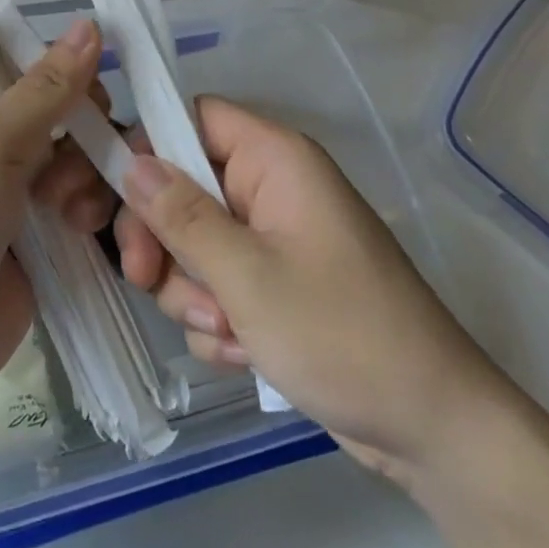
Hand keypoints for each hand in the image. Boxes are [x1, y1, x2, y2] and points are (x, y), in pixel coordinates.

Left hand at [0, 19, 114, 402]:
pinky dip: (92, 211)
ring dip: (85, 179)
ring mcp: (18, 193)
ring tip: (68, 214)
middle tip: (62, 170)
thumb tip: (90, 24)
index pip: (26, 70)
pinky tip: (84, 230)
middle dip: (80, 137)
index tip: (88, 97)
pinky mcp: (43, 235)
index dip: (64, 77)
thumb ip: (45, 88)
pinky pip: (86, 202)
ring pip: (82, 159)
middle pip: (64, 115)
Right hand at [116, 96, 514, 480]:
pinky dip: (218, 319)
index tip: (117, 197)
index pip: (192, 118)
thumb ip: (181, 216)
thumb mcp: (247, 275)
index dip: (149, 147)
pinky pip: (217, 284)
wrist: (432, 429)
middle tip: (144, 279)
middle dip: (164, 241)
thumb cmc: (342, 334)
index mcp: (274, 160)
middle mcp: (270, 188)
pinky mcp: (274, 285)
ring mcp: (272, 239)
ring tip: (227, 329)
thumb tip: (130, 162)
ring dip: (191, 291)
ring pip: (193, 243)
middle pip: (182, 186)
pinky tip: (246, 352)